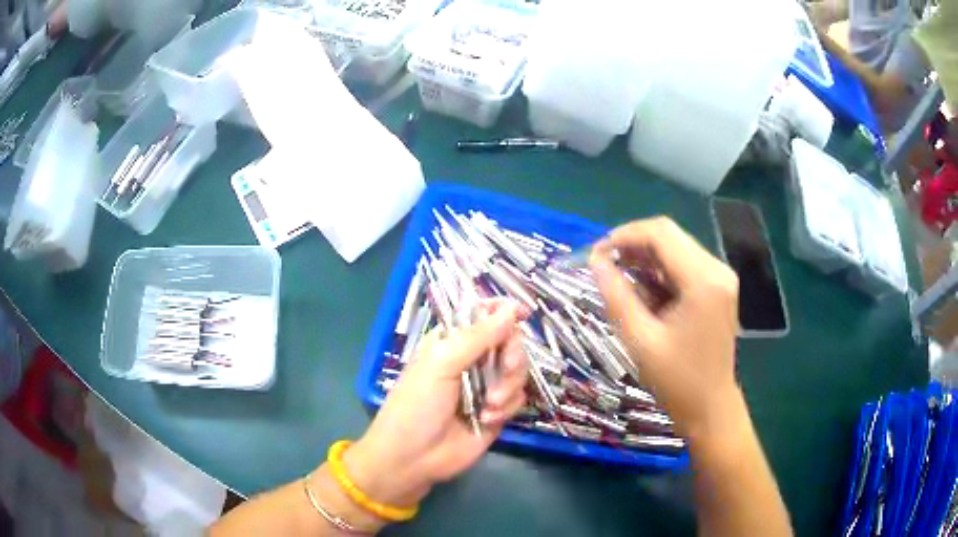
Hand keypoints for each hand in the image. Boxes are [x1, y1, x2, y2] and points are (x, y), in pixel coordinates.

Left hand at [344, 300, 529, 508]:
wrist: (413, 458)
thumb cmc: (416, 406)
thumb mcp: (441, 365)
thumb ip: (478, 337)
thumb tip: (511, 308)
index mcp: (451, 342)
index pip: (483, 316)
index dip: (504, 312)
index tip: (523, 313)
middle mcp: (471, 361)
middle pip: (509, 342)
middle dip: (512, 354)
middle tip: (507, 367)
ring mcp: (486, 387)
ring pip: (518, 371)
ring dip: (508, 386)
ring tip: (488, 405)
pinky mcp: (497, 412)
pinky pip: (518, 398)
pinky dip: (506, 407)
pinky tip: (486, 420)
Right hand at [589, 217, 741, 440]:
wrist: (710, 407)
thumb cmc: (676, 380)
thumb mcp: (639, 340)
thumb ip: (616, 295)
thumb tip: (596, 261)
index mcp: (703, 281)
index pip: (661, 234)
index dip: (624, 235)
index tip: (596, 253)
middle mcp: (717, 270)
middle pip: (670, 236)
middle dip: (633, 245)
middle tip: (603, 265)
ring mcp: (721, 278)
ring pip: (676, 248)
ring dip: (645, 258)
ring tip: (618, 279)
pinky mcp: (718, 287)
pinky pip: (684, 265)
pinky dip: (659, 271)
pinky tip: (643, 291)